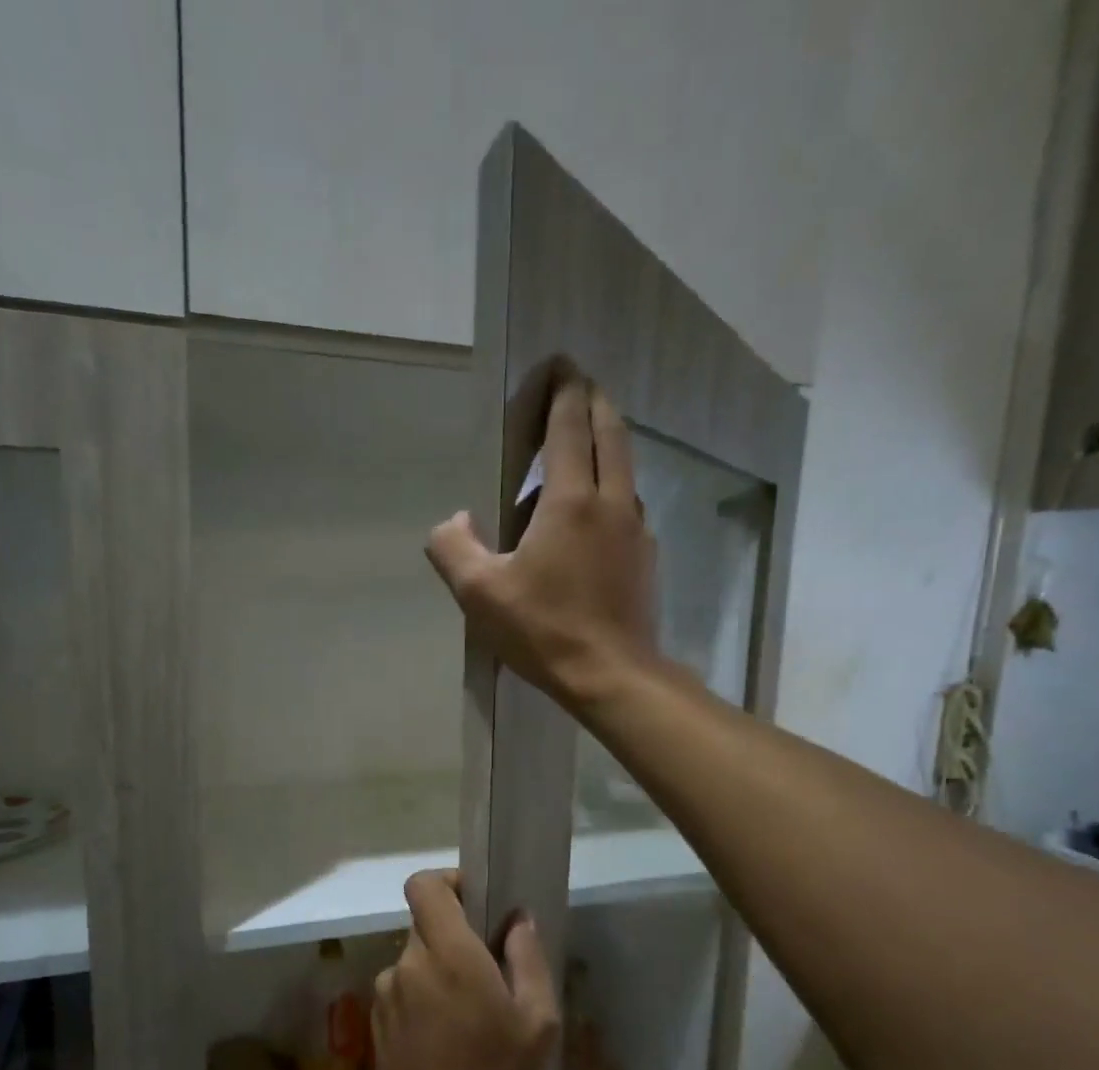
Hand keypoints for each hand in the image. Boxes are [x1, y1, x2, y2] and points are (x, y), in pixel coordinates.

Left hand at [372, 871, 559, 1069]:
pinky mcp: (374, 1019)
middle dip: (454, 938)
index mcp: (447, 952)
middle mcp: (408, 962)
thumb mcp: (537, 1020)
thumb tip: (517, 920)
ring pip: (415, 961)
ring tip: (465, 1017)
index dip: (447, 882)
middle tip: (485, 974)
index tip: (473, 901)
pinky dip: (421, 999)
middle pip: (426, 925)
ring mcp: (385, 991)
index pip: (424, 885)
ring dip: (438, 973)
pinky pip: (402, 990)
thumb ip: (528, 958)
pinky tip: (442, 1038)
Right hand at [425, 374, 657, 707]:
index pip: (569, 427)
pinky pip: (629, 504)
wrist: (612, 675)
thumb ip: (453, 548)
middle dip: (593, 401)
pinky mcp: (645, 557)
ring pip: (625, 467)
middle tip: (578, 385)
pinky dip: (613, 486)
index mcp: (570, 501)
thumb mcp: (479, 593)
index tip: (559, 364)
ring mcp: (636, 529)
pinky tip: (597, 510)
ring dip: (606, 442)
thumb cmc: (544, 631)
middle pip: (609, 433)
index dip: (563, 391)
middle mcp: (612, 502)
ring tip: (585, 441)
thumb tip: (453, 520)